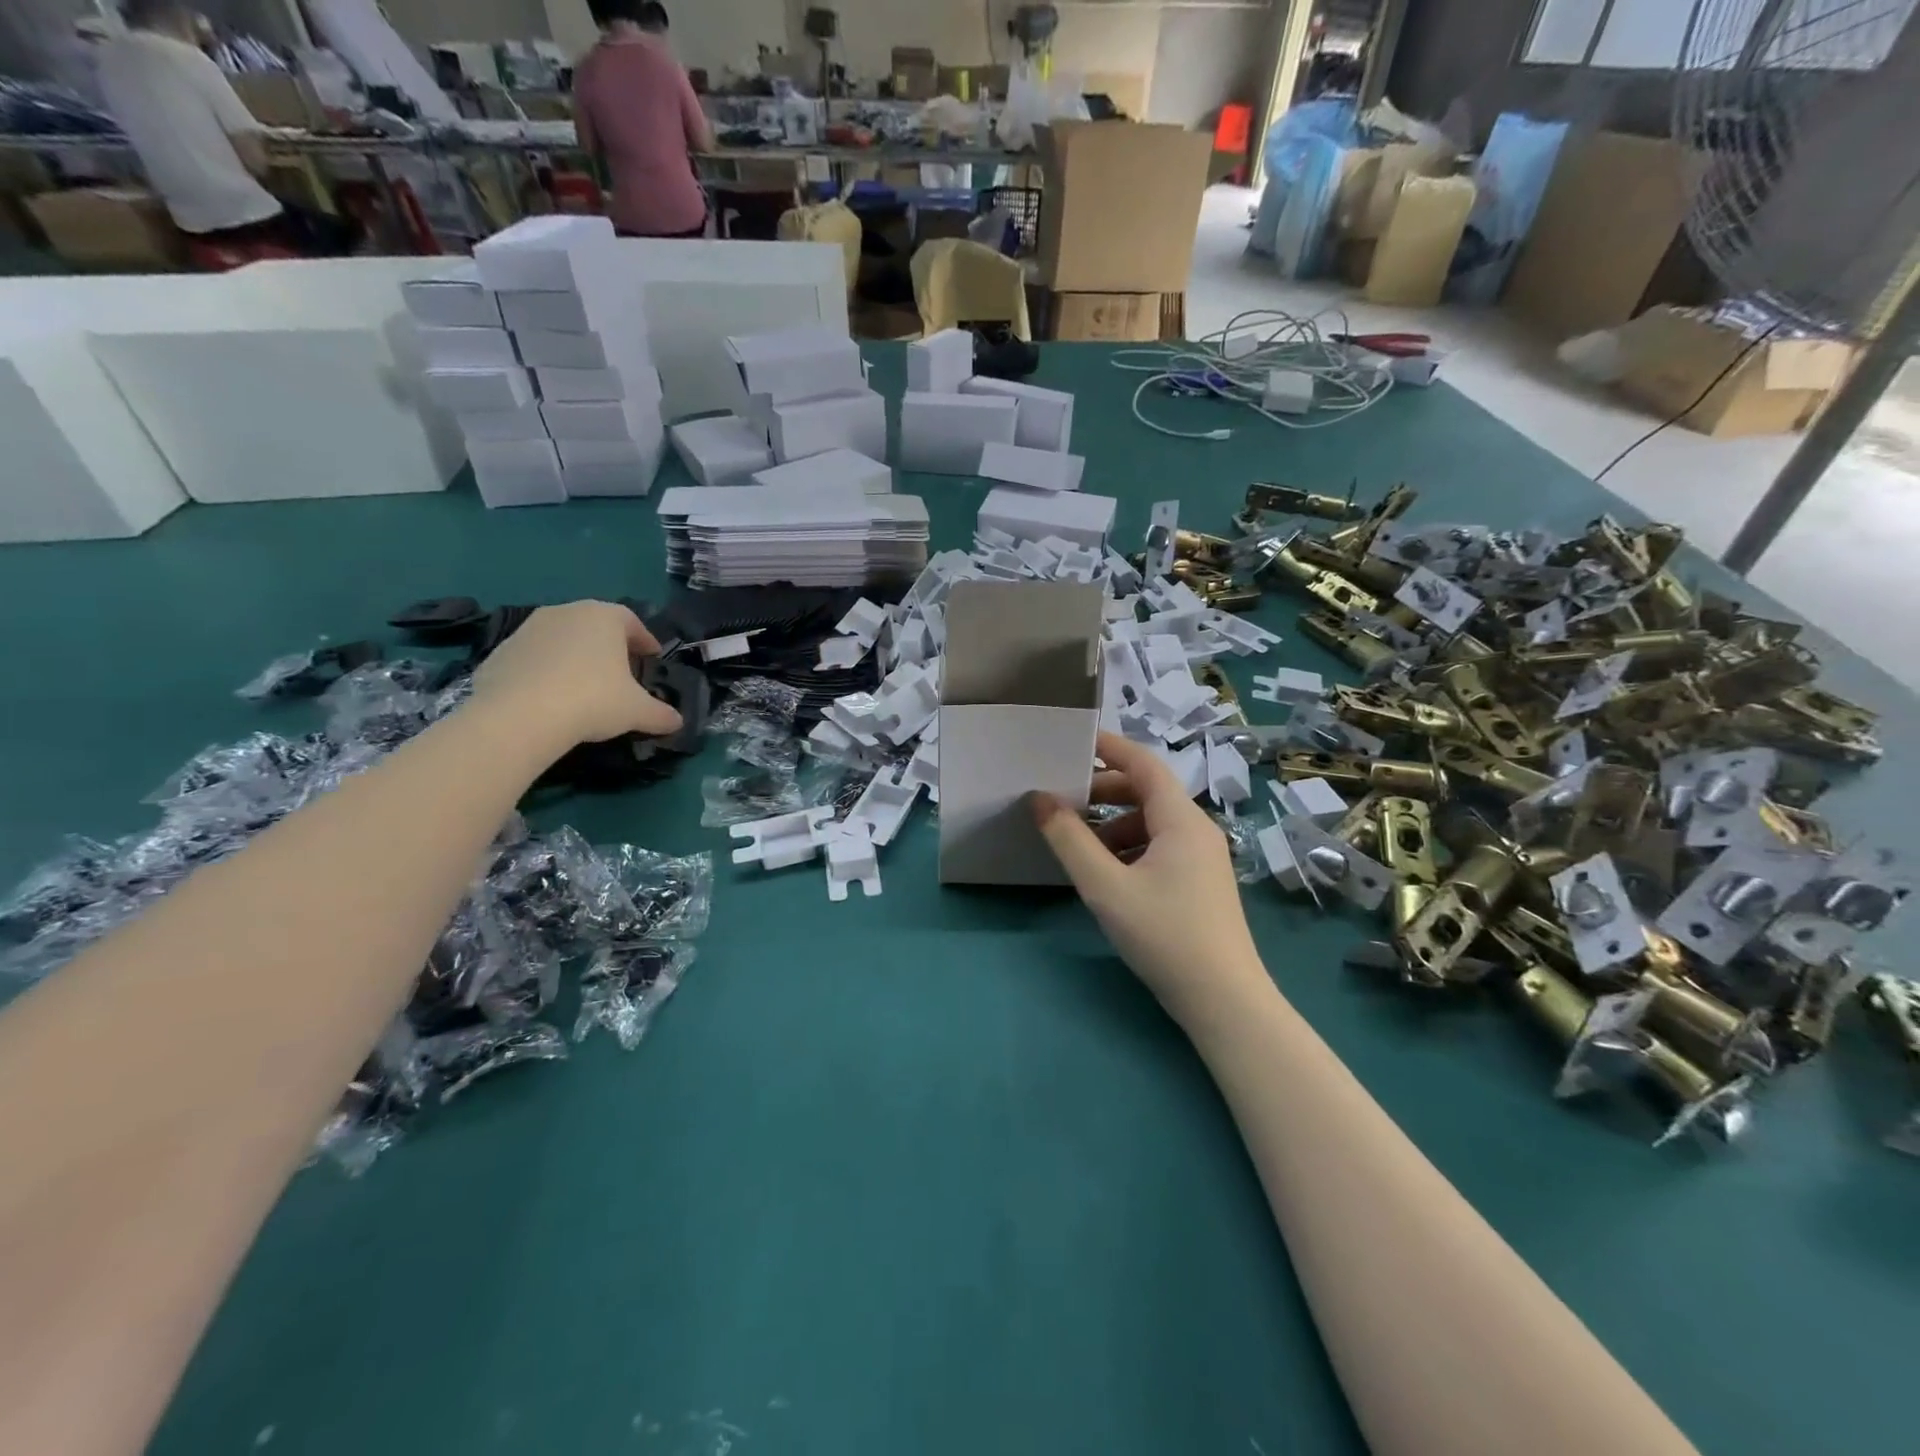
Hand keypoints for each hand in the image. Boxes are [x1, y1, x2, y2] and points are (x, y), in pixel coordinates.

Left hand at [470, 601, 682, 747]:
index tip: (652, 657)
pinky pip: (534, 657)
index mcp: (603, 617)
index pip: (632, 621)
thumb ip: (661, 714)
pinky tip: (551, 697)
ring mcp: (529, 629)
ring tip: (584, 685)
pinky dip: (546, 671)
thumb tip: (677, 722)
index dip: (645, 640)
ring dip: (576, 656)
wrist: (518, 715)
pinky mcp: (501, 650)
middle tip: (621, 672)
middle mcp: (566, 612)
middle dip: (610, 646)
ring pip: (563, 639)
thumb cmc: (592, 700)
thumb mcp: (638, 712)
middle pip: (595, 626)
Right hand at [1031, 733, 1268, 1027]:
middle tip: (1063, 801)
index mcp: (1180, 820)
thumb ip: (1069, 840)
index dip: (1109, 747)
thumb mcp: (1105, 886)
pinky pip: (1160, 847)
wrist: (1224, 1001)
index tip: (1071, 742)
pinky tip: (1107, 874)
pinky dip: (1129, 847)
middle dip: (1103, 791)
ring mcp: (1203, 858)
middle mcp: (1197, 829)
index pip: (1144, 763)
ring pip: (1152, 822)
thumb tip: (1039, 799)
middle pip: (1147, 792)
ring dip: (1113, 823)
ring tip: (1079, 844)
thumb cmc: (1165, 935)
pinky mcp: (1200, 882)